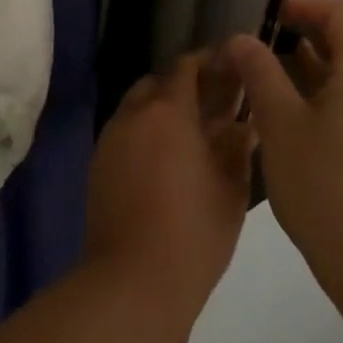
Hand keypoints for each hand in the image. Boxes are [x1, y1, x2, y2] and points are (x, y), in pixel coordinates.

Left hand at [85, 52, 256, 323]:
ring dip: (162, 108)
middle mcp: (133, 114)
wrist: (133, 280)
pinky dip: (145, 131)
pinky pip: (125, 131)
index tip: (230, 66)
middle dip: (184, 85)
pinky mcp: (98, 163)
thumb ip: (237, 148)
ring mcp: (110, 138)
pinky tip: (167, 157)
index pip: (186, 67)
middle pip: (158, 82)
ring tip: (193, 132)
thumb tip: (244, 124)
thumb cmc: (193, 233)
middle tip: (214, 102)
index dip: (208, 61)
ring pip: (137, 106)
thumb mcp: (231, 190)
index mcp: (168, 111)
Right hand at [225, 0, 342, 298]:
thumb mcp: (279, 124)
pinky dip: (320, 105)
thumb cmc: (326, 187)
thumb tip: (240, 38)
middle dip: (301, 38)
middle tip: (256, 50)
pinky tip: (289, 132)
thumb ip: (259, 73)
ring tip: (263, 88)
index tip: (269, 15)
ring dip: (307, 75)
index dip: (306, 3)